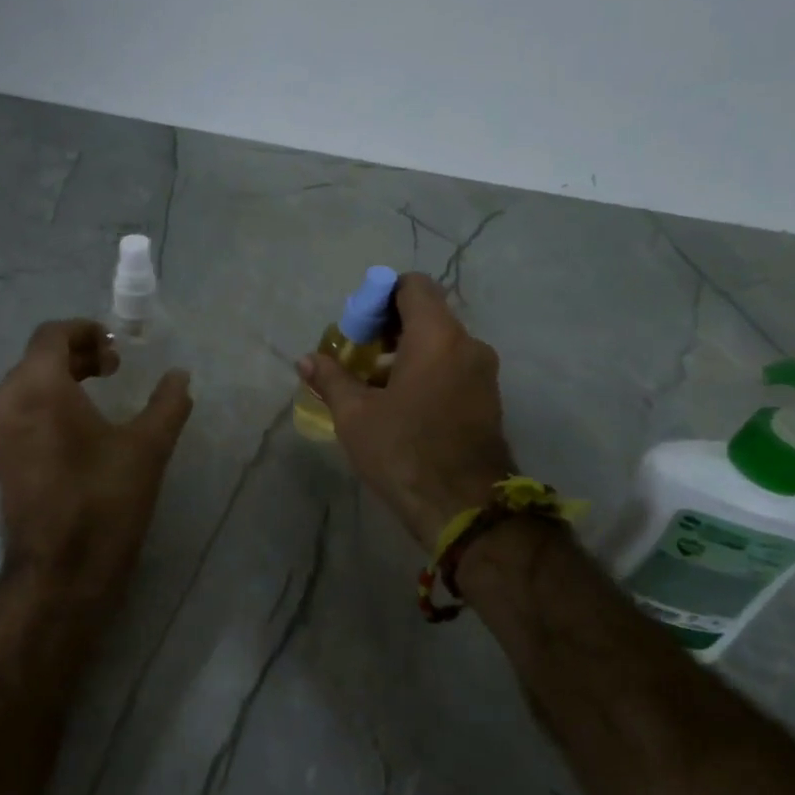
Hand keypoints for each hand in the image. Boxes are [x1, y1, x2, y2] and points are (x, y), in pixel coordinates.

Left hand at [0, 320, 193, 585]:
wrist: (60, 571)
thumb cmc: (104, 500)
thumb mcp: (147, 447)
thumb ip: (168, 404)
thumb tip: (180, 376)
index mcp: (39, 385)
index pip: (53, 334)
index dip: (87, 331)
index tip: (118, 348)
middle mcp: (8, 400)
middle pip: (38, 356)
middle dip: (77, 353)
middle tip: (115, 368)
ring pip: (27, 383)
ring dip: (62, 377)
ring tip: (100, 393)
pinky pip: (21, 410)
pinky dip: (47, 402)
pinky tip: (80, 427)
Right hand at [299, 273, 514, 548]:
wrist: (465, 509)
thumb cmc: (404, 452)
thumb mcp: (355, 415)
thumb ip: (331, 379)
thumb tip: (307, 359)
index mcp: (438, 337)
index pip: (413, 286)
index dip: (381, 295)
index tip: (357, 325)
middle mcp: (468, 345)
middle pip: (427, 314)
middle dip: (388, 328)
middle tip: (357, 356)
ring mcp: (483, 374)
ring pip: (440, 344)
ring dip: (405, 353)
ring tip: (372, 386)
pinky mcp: (487, 400)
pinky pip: (452, 368)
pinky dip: (426, 373)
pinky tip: (400, 405)